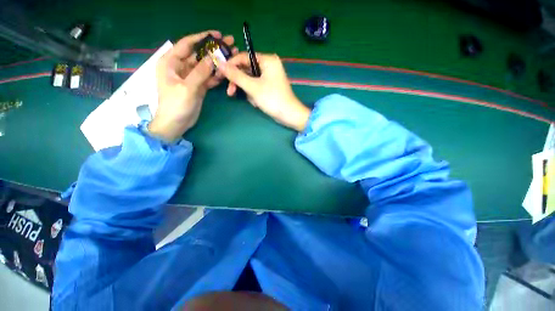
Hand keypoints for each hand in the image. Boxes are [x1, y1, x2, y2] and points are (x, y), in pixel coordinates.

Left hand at [149, 30, 236, 141]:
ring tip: (232, 58)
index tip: (217, 34)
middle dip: (213, 50)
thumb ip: (200, 72)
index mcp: (171, 62)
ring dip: (217, 63)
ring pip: (205, 66)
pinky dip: (216, 76)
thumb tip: (213, 57)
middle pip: (199, 54)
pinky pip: (208, 78)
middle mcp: (180, 67)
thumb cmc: (176, 105)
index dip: (202, 38)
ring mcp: (190, 77)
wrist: (176, 123)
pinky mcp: (197, 86)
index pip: (187, 44)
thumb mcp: (187, 87)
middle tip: (230, 44)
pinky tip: (225, 73)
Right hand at [218, 52, 310, 131]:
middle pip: (246, 69)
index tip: (220, 74)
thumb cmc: (272, 99)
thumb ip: (236, 75)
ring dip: (248, 91)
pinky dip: (254, 95)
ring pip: (250, 80)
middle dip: (239, 82)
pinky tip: (258, 103)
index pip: (243, 57)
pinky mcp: (269, 86)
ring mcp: (269, 77)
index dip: (231, 65)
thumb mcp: (252, 87)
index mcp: (267, 60)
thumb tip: (220, 64)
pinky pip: (256, 87)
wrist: (289, 115)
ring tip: (253, 101)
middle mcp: (269, 65)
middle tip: (230, 92)